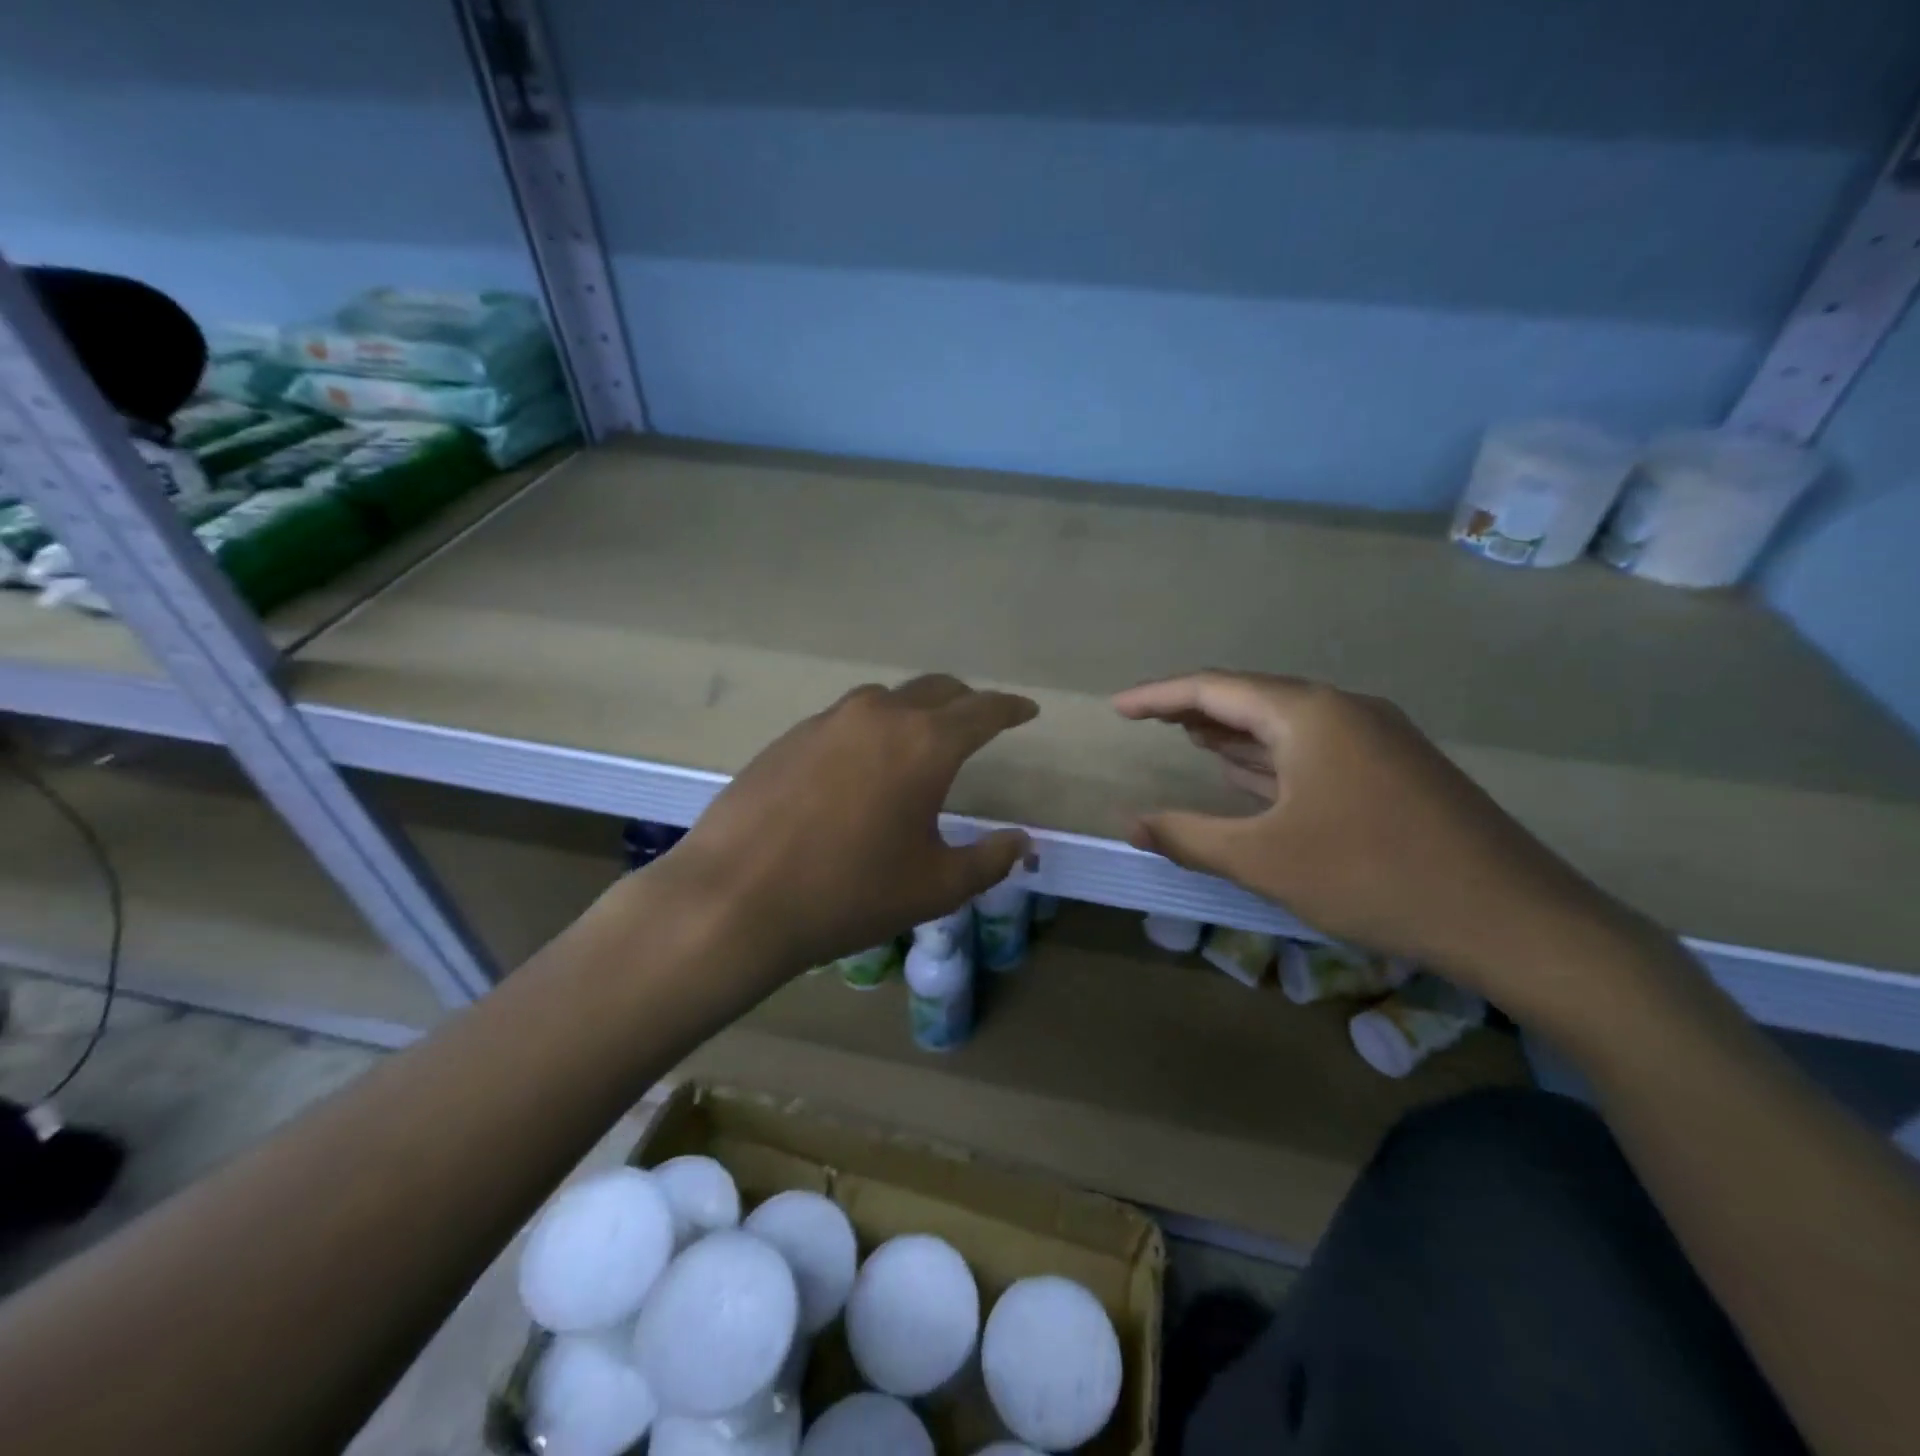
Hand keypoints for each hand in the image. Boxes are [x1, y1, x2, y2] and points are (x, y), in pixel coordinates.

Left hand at [661, 675, 1035, 978]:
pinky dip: (870, 728)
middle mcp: (878, 716)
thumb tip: (1021, 841)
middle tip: (980, 721)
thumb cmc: (848, 894)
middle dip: (966, 701)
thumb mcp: (934, 886)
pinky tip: (860, 764)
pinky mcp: (790, 737)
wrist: (735, 898)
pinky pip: (846, 719)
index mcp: (924, 744)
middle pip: (935, 690)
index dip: (1010, 709)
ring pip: (886, 699)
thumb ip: (989, 860)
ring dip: (915, 710)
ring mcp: (828, 721)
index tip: (1027, 710)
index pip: (982, 711)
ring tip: (921, 738)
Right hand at [1112, 671, 1640, 1007]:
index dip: (1158, 696)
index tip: (1117, 708)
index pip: (1214, 689)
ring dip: (1235, 732)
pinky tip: (1250, 771)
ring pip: (1286, 725)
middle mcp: (1344, 711)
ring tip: (1188, 736)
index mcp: (1309, 714)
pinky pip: (1315, 750)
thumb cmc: (1374, 877)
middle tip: (1147, 720)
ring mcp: (1377, 739)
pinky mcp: (1397, 770)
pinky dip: (1272, 757)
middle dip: (1195, 709)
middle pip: (1252, 698)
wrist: (1516, 920)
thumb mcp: (1265, 859)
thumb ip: (1189, 837)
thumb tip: (1131, 824)